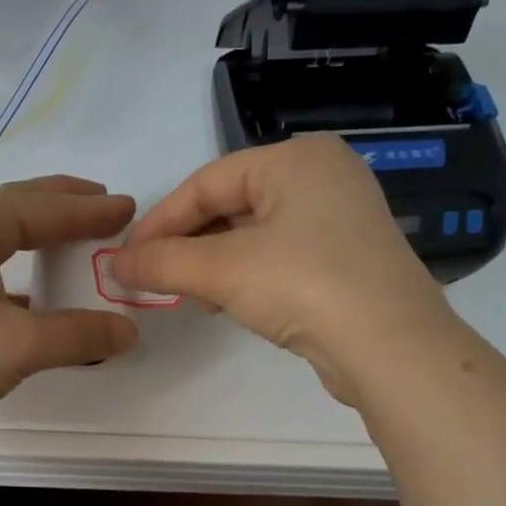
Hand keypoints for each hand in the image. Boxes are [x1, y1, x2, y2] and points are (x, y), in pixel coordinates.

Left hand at [0, 176, 138, 428]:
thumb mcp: (17, 344)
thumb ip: (76, 336)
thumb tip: (127, 333)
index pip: (43, 207)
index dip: (89, 210)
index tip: (127, 208)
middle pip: (16, 206)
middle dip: (61, 203)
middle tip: (100, 202)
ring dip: (34, 235)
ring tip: (67, 240)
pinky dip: (12, 272)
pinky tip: (27, 298)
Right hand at [108, 135, 454, 403]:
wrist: (391, 346)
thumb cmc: (304, 285)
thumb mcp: (222, 270)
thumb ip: (163, 262)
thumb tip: (114, 266)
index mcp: (296, 158)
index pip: (207, 182)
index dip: (160, 220)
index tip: (127, 258)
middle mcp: (322, 176)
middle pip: (230, 205)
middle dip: (187, 244)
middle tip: (155, 278)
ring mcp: (339, 218)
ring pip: (253, 233)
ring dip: (212, 263)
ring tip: (189, 295)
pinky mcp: (346, 258)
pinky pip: (279, 255)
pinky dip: (245, 275)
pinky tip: (227, 302)